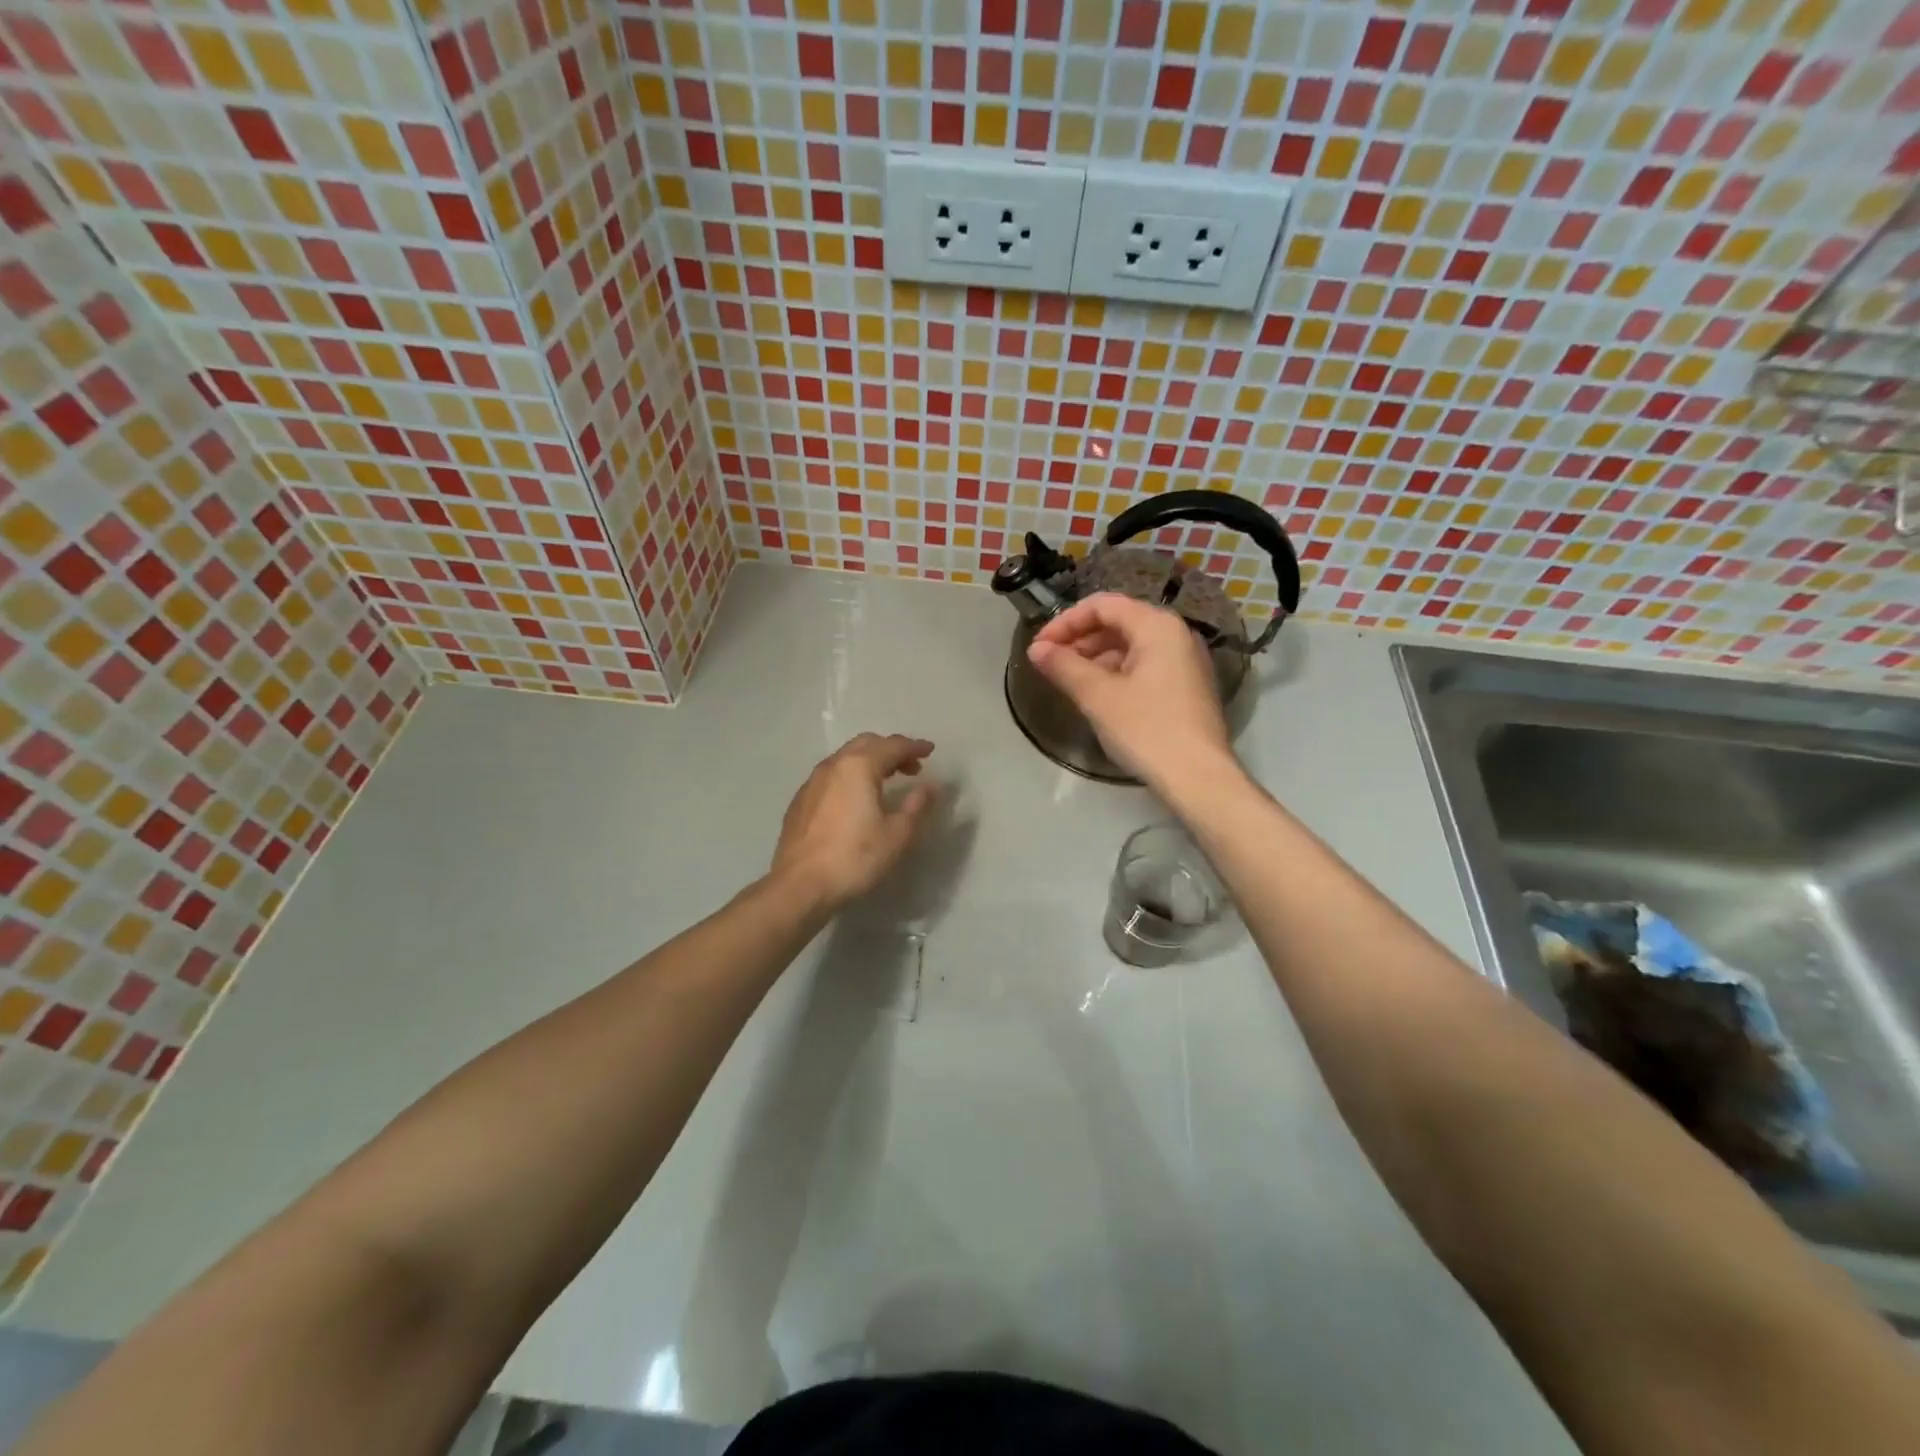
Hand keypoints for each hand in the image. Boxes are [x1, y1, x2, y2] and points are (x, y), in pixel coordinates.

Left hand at [771, 734, 937, 910]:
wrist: (799, 886)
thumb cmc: (854, 858)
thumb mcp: (897, 835)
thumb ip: (916, 805)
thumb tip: (929, 786)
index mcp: (859, 766)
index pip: (892, 745)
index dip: (914, 747)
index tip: (930, 750)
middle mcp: (833, 766)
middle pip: (866, 744)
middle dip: (891, 750)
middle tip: (911, 767)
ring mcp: (812, 782)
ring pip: (845, 758)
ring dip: (869, 762)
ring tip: (886, 782)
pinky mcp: (800, 801)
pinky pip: (831, 776)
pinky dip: (850, 777)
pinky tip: (855, 800)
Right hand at [1026, 593, 1232, 787]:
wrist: (1198, 778)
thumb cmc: (1146, 729)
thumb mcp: (1097, 696)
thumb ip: (1064, 666)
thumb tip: (1036, 650)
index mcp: (1157, 626)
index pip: (1103, 605)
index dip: (1065, 622)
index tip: (1039, 647)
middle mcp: (1176, 634)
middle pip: (1118, 622)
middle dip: (1080, 639)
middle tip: (1050, 664)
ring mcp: (1185, 661)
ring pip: (1131, 645)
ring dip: (1096, 657)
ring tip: (1069, 681)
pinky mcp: (1187, 687)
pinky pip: (1145, 666)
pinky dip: (1116, 672)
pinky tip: (1097, 695)